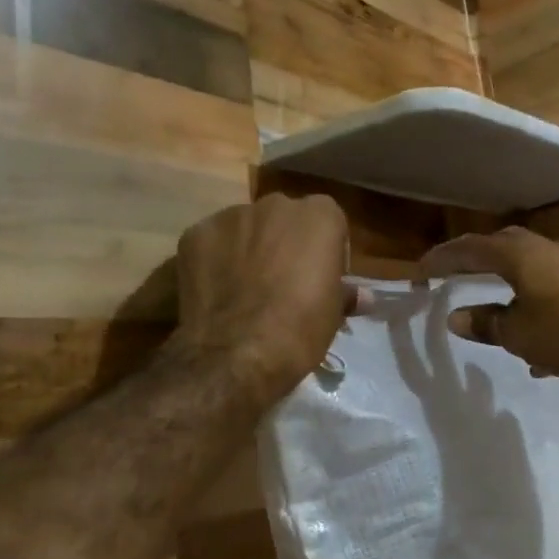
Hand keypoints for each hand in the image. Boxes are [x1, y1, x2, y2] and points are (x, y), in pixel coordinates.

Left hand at [175, 194, 362, 402]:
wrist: (236, 354)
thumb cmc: (300, 329)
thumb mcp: (333, 313)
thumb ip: (346, 293)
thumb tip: (363, 297)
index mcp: (319, 215)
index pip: (328, 221)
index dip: (326, 250)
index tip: (321, 278)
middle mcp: (276, 204)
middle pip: (284, 218)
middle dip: (284, 242)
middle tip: (283, 282)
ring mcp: (231, 216)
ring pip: (245, 227)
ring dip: (248, 248)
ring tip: (244, 288)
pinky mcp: (195, 234)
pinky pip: (212, 242)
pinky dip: (215, 260)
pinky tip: (216, 291)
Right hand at [419, 227, 558, 379]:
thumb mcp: (517, 334)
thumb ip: (484, 323)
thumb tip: (455, 318)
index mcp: (519, 255)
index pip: (471, 249)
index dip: (443, 258)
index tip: (422, 270)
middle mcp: (543, 250)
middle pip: (500, 246)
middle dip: (474, 258)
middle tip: (453, 272)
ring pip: (526, 262)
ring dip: (503, 276)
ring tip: (486, 295)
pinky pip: (546, 283)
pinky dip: (528, 298)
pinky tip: (529, 333)